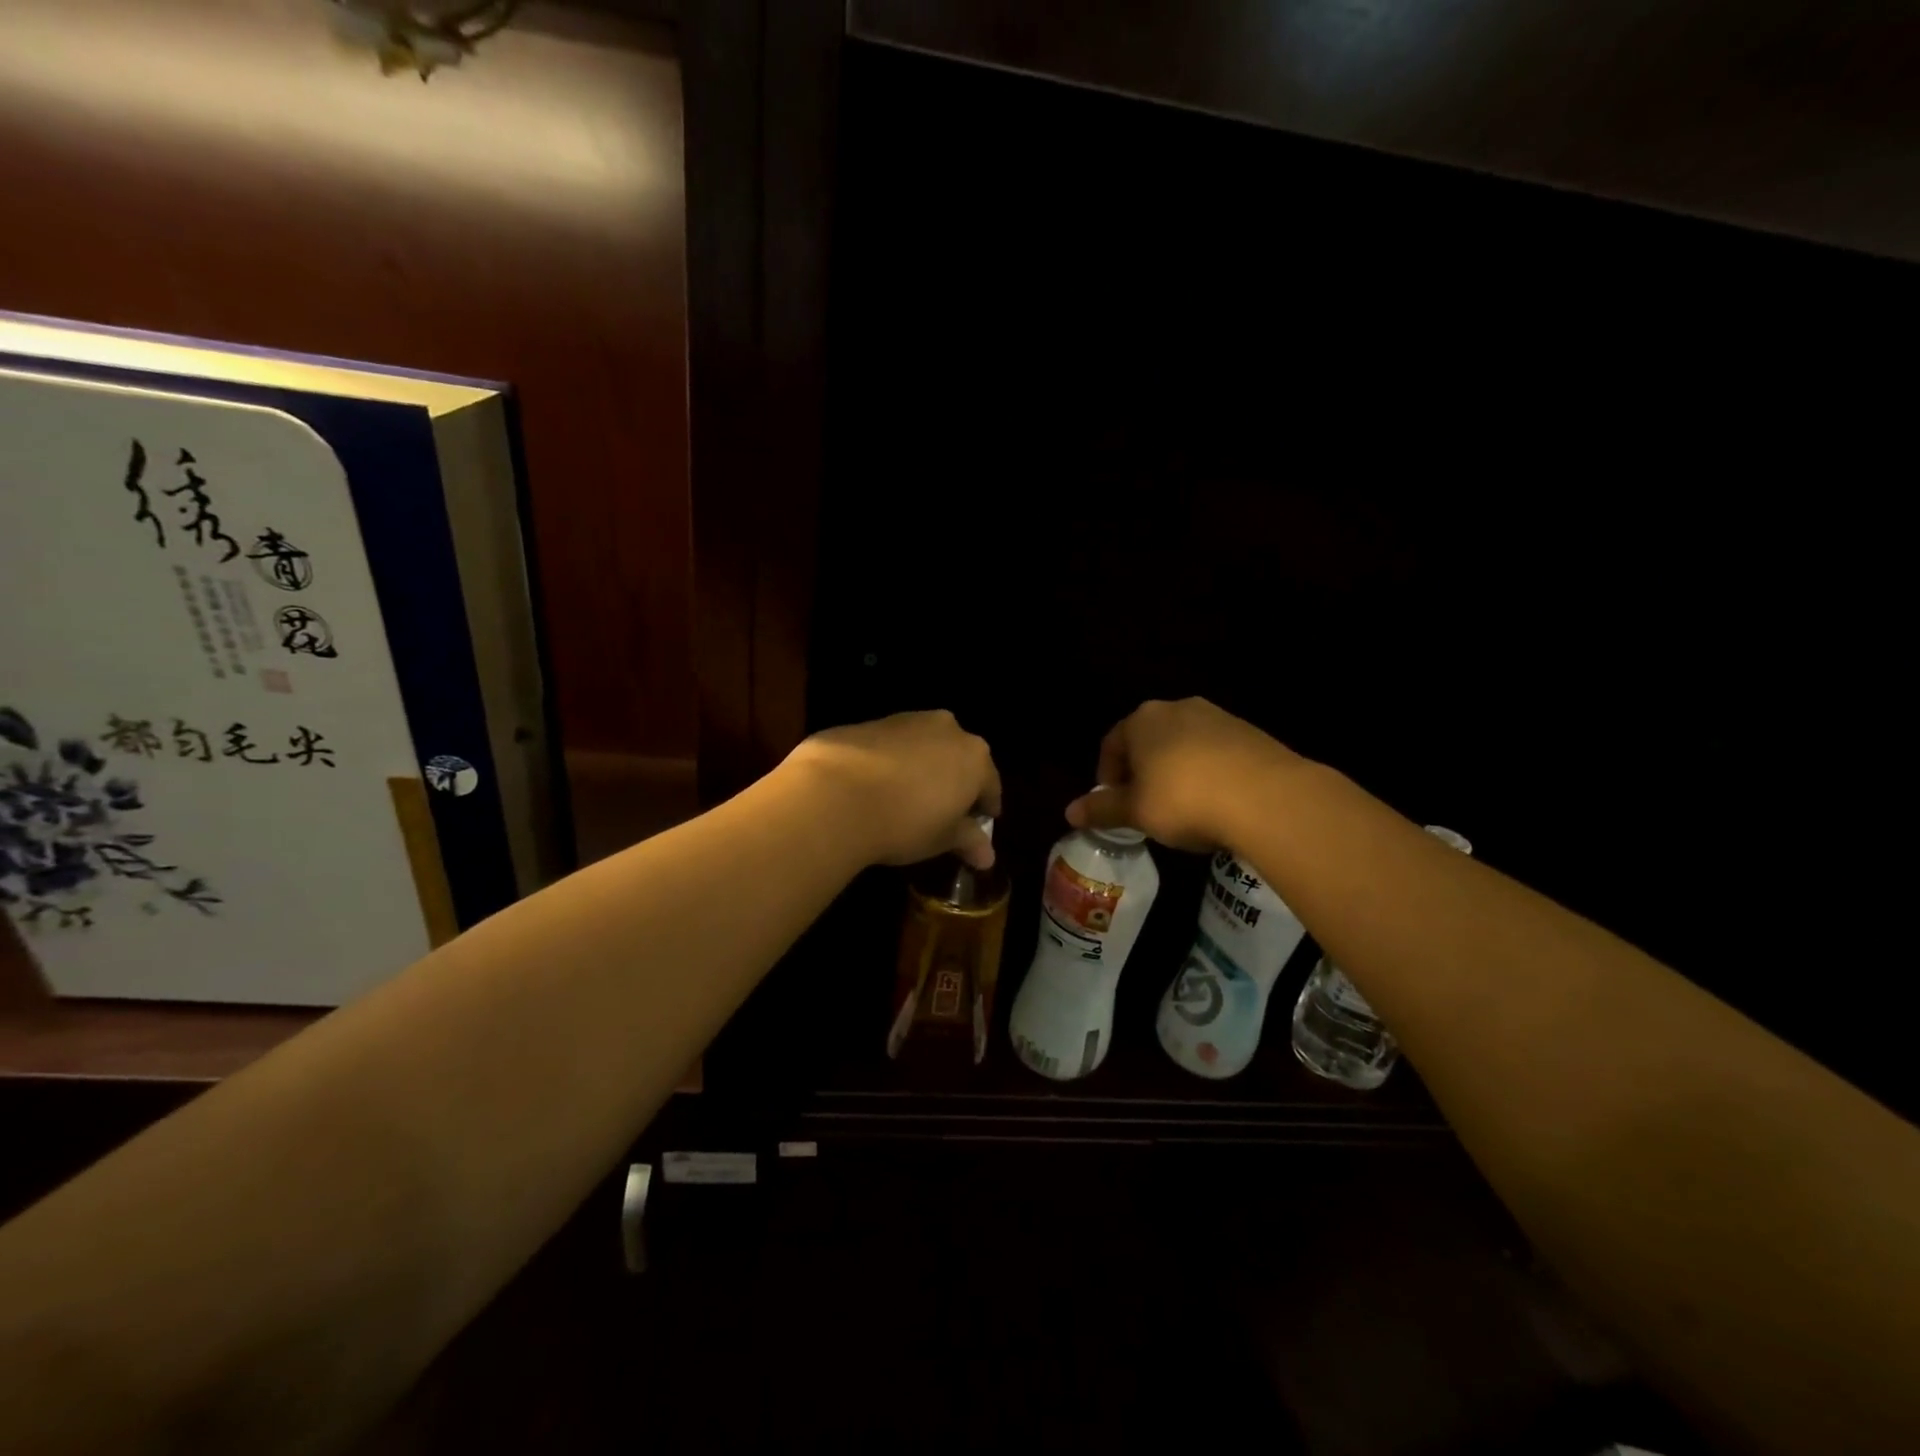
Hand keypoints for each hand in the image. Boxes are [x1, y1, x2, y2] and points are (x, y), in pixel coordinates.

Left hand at [784, 710, 1002, 869]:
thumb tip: (988, 857)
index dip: (986, 806)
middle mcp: (947, 729)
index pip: (990, 783)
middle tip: (945, 810)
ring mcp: (907, 720)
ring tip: (908, 796)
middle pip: (959, 757)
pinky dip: (892, 761)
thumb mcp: (942, 838)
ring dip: (923, 767)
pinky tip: (876, 785)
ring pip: (925, 745)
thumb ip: (969, 841)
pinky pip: (892, 744)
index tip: (981, 822)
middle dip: (955, 780)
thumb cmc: (905, 821)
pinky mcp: (870, 722)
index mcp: (975, 756)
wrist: (836, 794)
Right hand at [1066, 698, 1300, 851]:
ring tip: (1183, 808)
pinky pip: (1216, 752)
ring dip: (1176, 771)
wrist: (1268, 797)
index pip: (1111, 744)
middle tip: (1145, 807)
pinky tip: (1216, 803)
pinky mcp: (1250, 733)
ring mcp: (1217, 717)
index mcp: (1142, 720)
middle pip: (1148, 741)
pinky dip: (1208, 773)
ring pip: (1183, 745)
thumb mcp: (1136, 811)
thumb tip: (1069, 812)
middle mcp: (1177, 708)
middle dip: (1142, 772)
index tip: (1114, 805)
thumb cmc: (1184, 800)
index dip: (1107, 777)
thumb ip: (1102, 810)